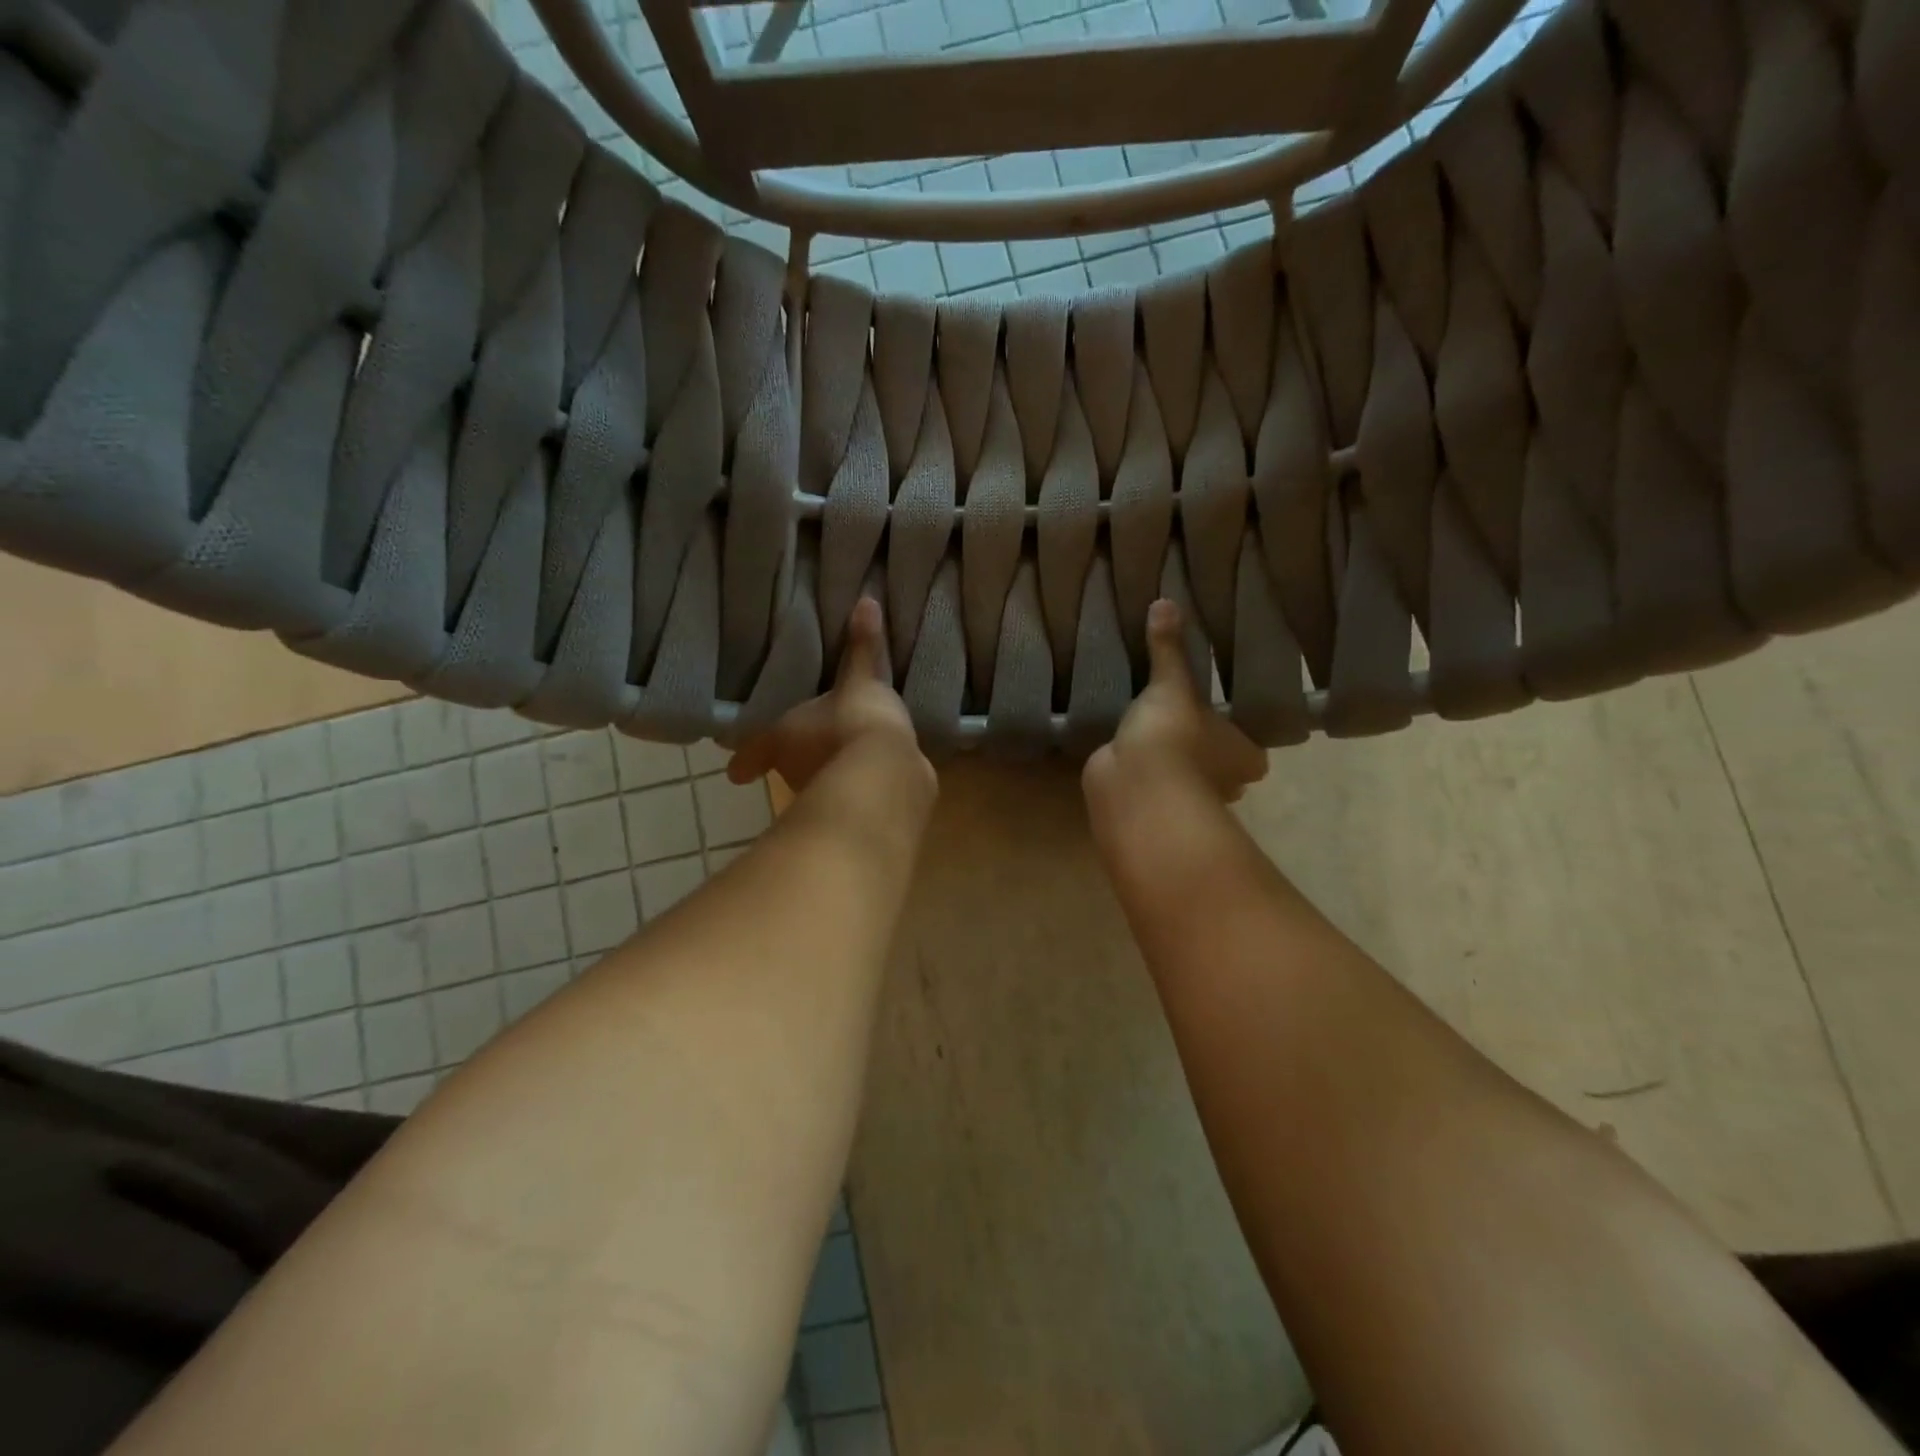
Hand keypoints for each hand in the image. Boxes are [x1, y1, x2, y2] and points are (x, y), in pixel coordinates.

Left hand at [729, 597, 927, 794]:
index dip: (747, 760)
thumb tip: (865, 599)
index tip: (736, 774)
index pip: (757, 751)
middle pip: (791, 767)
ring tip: (846, 753)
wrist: (885, 778)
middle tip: (807, 743)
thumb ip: (862, 647)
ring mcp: (829, 794)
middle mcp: (798, 773)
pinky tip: (878, 772)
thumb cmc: (853, 724)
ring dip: (831, 770)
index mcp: (783, 742)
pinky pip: (858, 789)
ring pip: (824, 779)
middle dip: (798, 759)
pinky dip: (863, 781)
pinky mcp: (861, 808)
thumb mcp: (860, 678)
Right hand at [1082, 599, 1267, 819]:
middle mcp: (1223, 784)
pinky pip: (1151, 783)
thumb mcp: (1172, 682)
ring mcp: (1185, 798)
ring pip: (1183, 778)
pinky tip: (1126, 751)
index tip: (1220, 722)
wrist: (1135, 785)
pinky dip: (1142, 771)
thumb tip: (1165, 601)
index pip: (1250, 752)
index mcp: (1244, 757)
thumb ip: (1168, 648)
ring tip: (1151, 731)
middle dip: (1205, 754)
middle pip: (1219, 769)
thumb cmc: (1174, 735)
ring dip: (1171, 763)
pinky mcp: (1150, 804)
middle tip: (1186, 724)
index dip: (1238, 741)